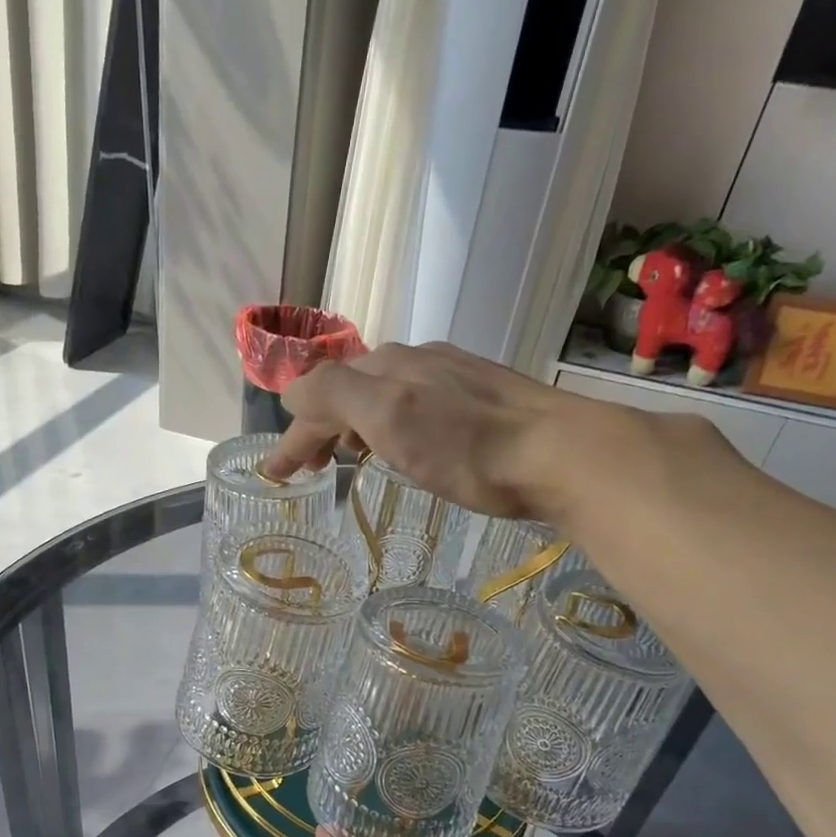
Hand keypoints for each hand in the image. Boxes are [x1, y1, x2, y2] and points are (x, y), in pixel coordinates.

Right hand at [261, 342, 569, 518]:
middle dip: (321, 426)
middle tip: (311, 468)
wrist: (559, 453)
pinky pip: (415, 404)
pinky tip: (407, 446)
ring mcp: (451, 377)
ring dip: (354, 424)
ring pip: (383, 395)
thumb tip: (293, 395)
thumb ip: (334, 396)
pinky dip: (391, 426)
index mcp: (387, 366)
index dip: (294, 435)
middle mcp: (415, 361)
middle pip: (349, 389)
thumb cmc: (467, 446)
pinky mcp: (481, 399)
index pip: (320, 395)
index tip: (276, 475)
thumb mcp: (390, 418)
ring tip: (351, 458)